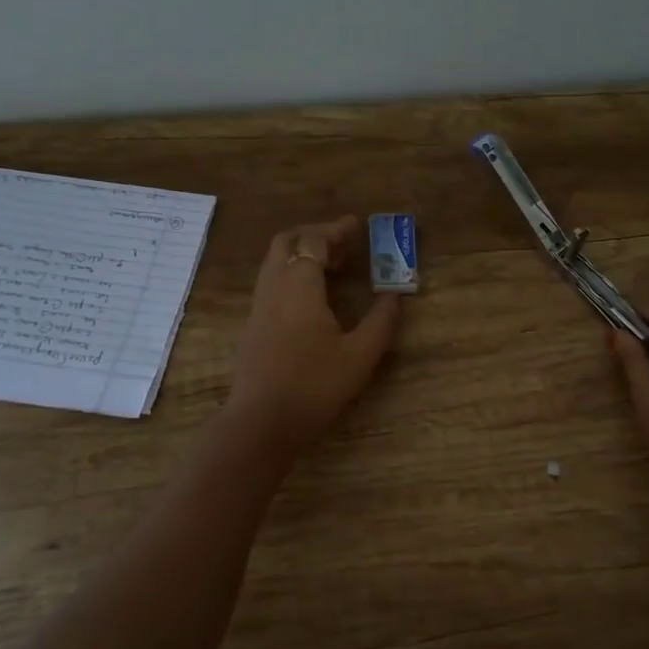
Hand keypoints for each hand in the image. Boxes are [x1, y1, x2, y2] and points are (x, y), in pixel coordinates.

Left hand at [225, 216, 401, 451]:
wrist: (261, 423)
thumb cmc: (313, 386)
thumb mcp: (359, 356)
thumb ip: (380, 322)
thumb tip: (394, 297)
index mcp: (299, 286)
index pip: (314, 241)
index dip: (336, 230)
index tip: (358, 226)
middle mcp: (274, 287)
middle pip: (287, 242)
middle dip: (315, 235)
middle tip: (344, 244)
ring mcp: (259, 306)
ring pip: (276, 262)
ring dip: (302, 255)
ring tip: (333, 268)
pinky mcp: (253, 325)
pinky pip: (272, 282)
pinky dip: (293, 274)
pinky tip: (313, 297)